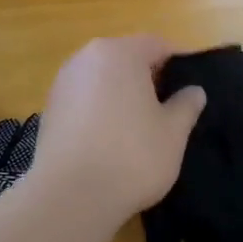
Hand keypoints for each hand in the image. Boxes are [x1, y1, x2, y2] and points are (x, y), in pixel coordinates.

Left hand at [29, 37, 205, 227]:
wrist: (70, 197)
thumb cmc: (132, 156)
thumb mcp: (173, 132)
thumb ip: (186, 105)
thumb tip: (194, 91)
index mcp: (119, 53)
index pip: (157, 45)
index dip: (178, 64)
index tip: (191, 89)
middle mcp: (86, 58)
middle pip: (125, 59)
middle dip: (148, 78)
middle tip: (168, 109)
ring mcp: (62, 84)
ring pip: (102, 80)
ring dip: (121, 95)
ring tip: (139, 127)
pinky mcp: (48, 110)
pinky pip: (84, 101)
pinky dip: (99, 111)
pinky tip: (110, 141)